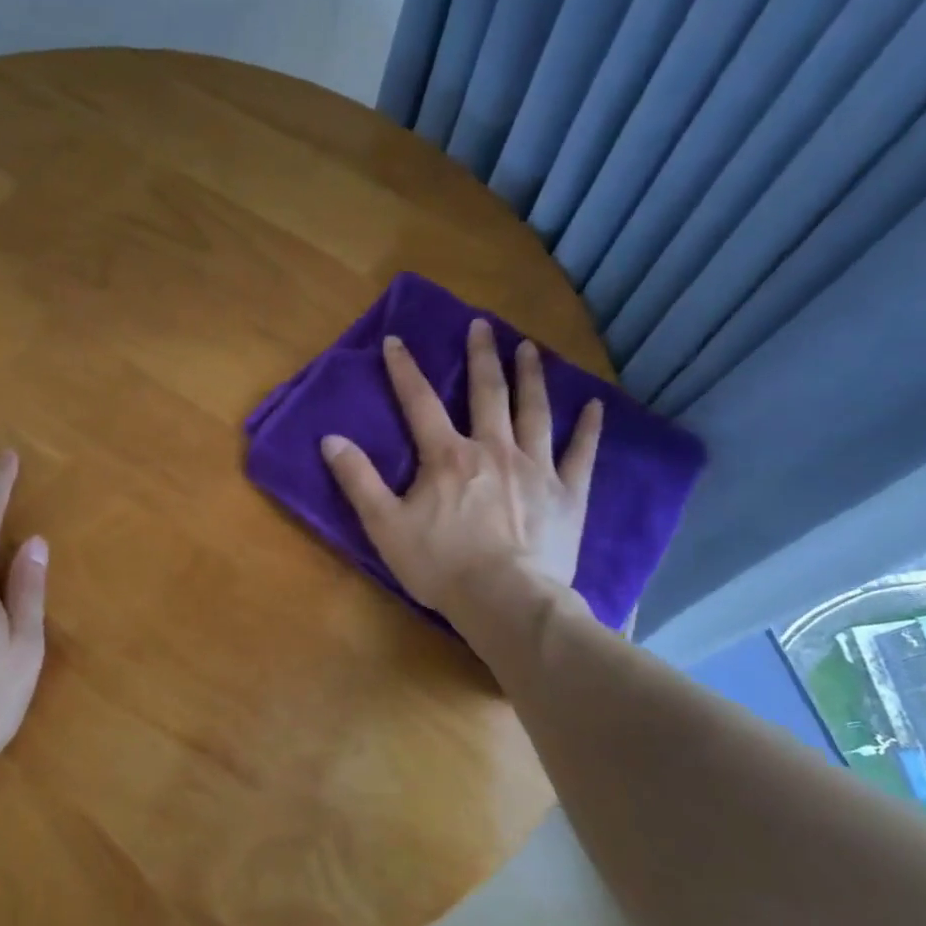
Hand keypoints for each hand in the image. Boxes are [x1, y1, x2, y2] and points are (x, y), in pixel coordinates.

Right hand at [320, 320, 601, 624]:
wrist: (505, 599)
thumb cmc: (440, 565)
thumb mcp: (384, 525)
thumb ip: (358, 480)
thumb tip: (331, 439)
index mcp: (447, 457)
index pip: (419, 403)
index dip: (405, 370)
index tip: (396, 340)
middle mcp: (493, 449)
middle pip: (487, 393)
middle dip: (481, 357)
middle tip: (482, 325)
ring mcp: (536, 468)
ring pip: (534, 411)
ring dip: (530, 376)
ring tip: (528, 348)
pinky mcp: (567, 494)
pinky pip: (581, 453)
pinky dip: (588, 429)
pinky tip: (595, 406)